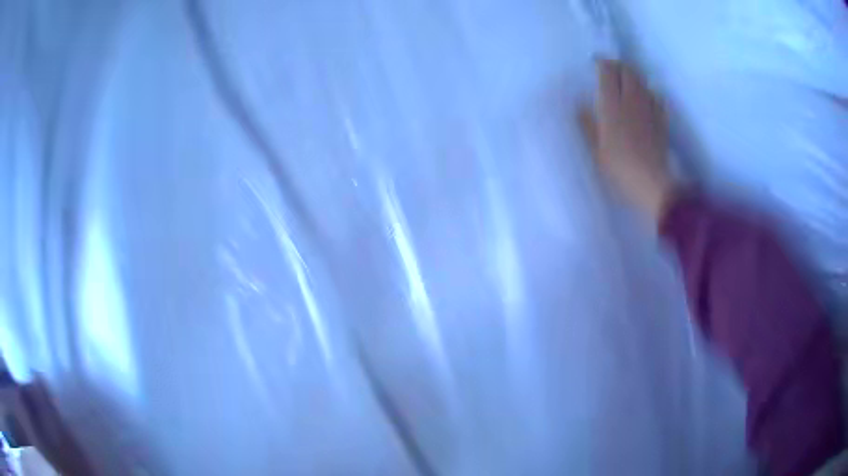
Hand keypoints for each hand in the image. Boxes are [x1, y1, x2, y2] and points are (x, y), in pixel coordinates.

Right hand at [580, 59, 673, 222]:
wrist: (651, 183)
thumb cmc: (619, 168)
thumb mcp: (596, 149)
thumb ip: (587, 124)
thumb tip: (580, 106)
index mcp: (611, 104)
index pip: (608, 71)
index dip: (601, 63)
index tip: (595, 64)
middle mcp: (631, 100)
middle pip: (628, 71)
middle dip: (619, 66)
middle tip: (611, 71)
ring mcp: (649, 108)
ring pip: (643, 81)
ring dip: (634, 77)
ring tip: (628, 82)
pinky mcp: (661, 120)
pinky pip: (658, 97)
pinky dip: (651, 92)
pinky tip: (647, 99)